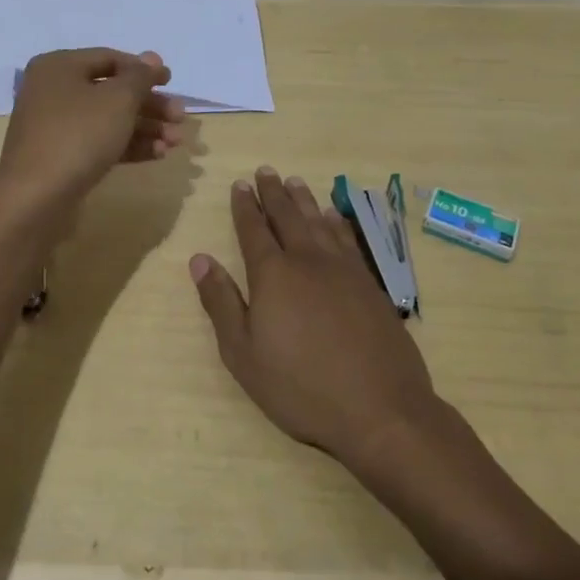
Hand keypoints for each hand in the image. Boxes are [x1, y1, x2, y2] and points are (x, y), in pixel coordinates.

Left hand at [0, 48, 184, 206]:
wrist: (35, 197)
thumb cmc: (78, 135)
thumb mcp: (118, 100)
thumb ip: (140, 77)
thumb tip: (152, 58)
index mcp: (59, 66)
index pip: (109, 58)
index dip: (143, 69)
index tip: (171, 82)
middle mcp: (53, 91)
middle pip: (111, 91)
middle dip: (149, 105)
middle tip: (180, 118)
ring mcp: (55, 126)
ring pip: (108, 120)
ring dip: (145, 128)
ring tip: (176, 142)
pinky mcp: (61, 157)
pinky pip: (99, 143)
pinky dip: (128, 146)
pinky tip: (157, 155)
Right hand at [190, 168, 442, 466]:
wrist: (380, 409)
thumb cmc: (301, 387)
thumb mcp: (244, 354)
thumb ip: (221, 302)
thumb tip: (200, 259)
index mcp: (273, 275)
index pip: (254, 230)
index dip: (245, 206)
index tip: (240, 184)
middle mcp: (307, 260)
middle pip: (287, 217)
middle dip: (273, 193)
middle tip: (265, 170)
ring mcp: (343, 270)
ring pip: (318, 222)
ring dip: (304, 200)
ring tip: (294, 181)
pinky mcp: (370, 284)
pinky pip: (348, 239)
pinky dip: (337, 222)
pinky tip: (333, 216)